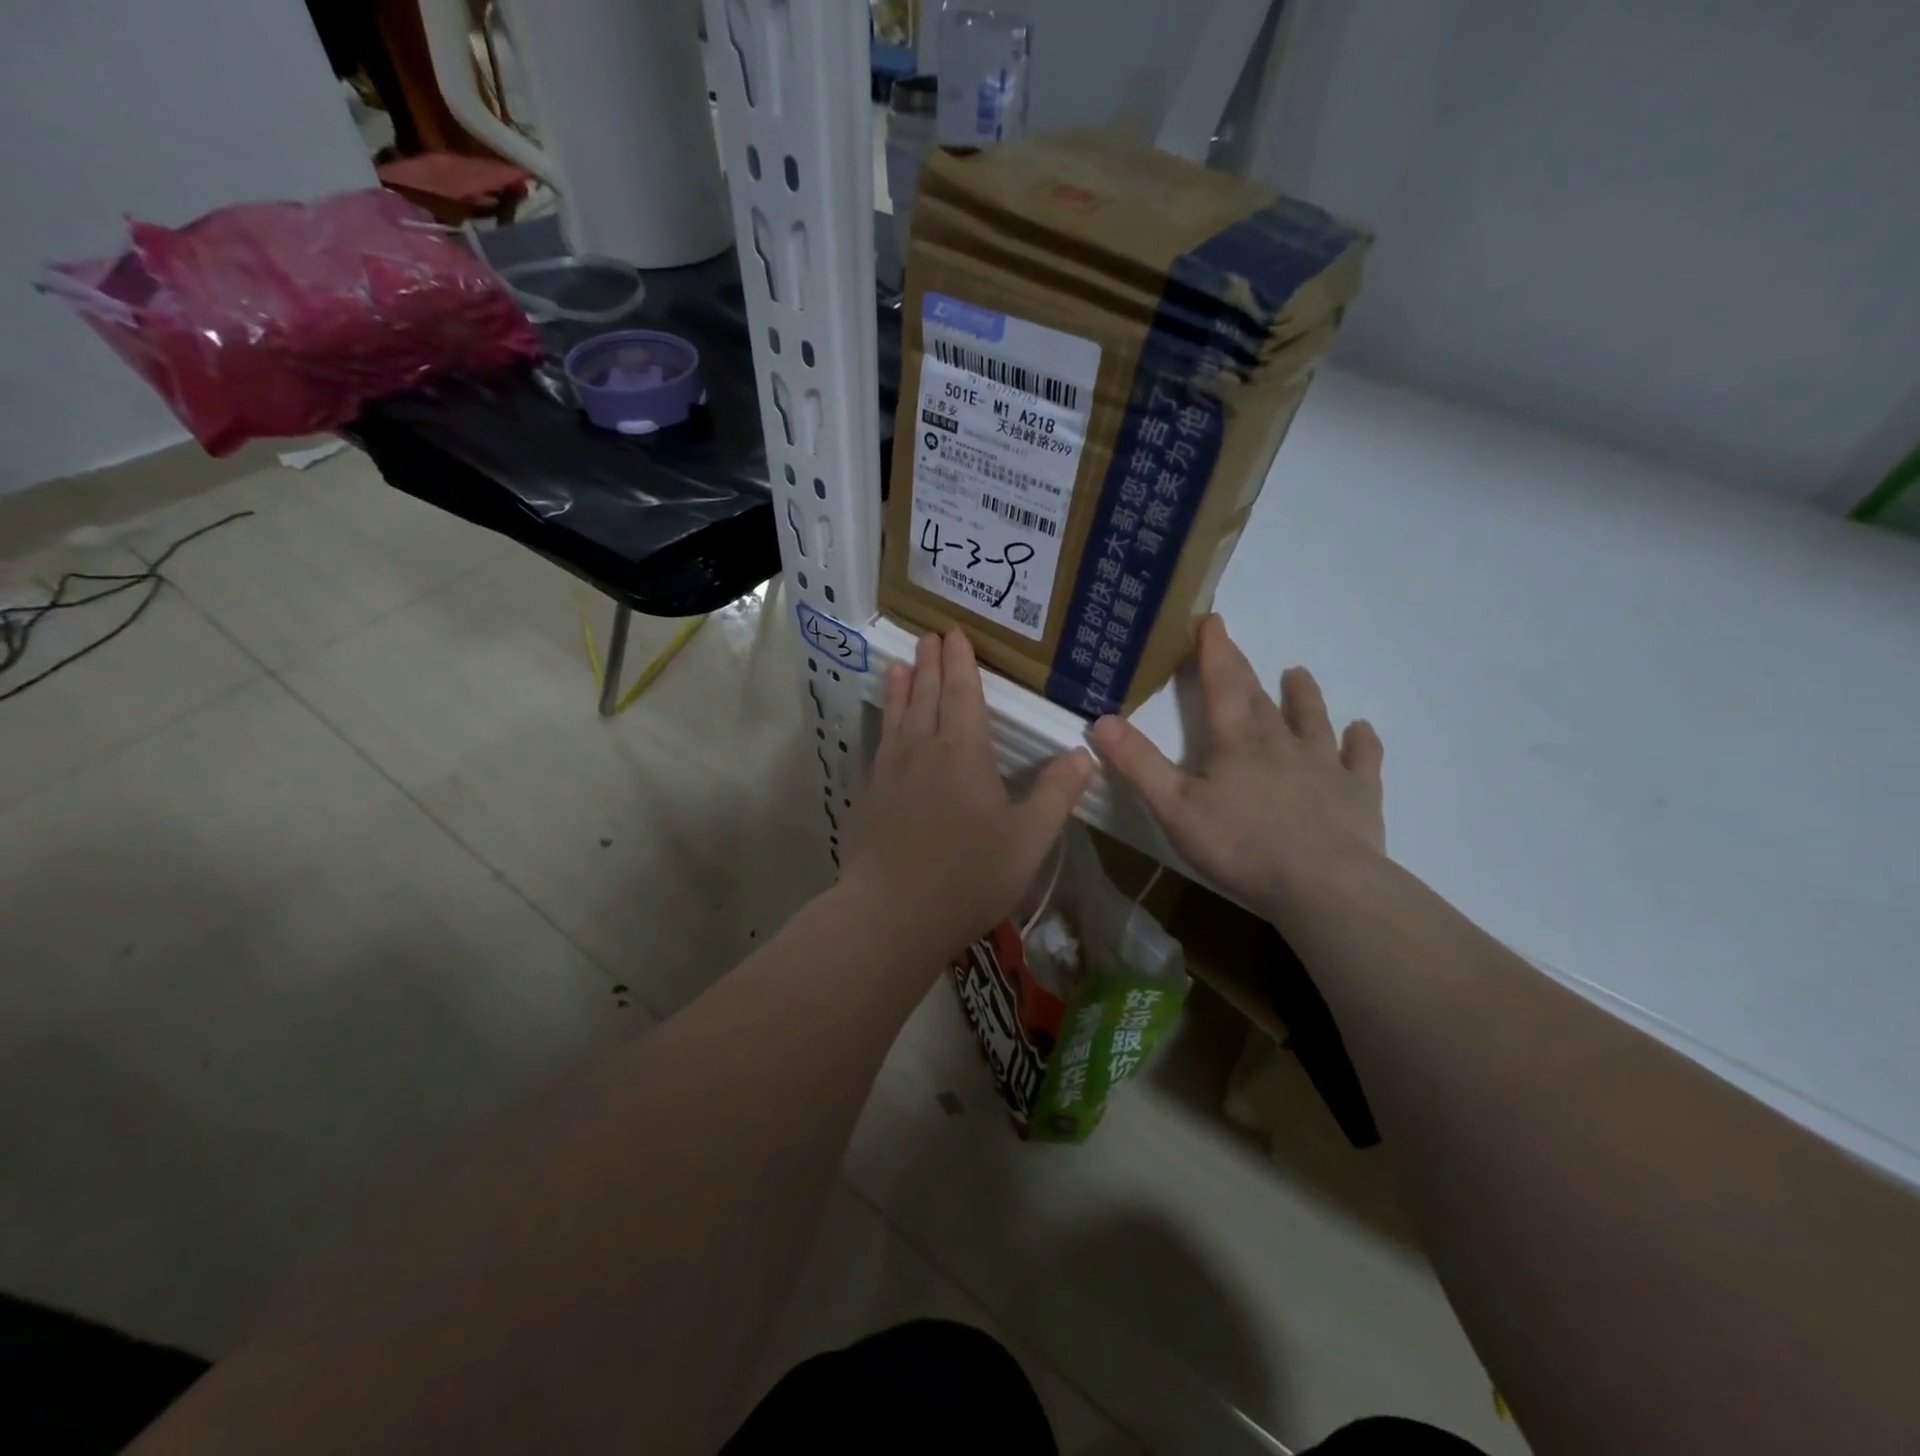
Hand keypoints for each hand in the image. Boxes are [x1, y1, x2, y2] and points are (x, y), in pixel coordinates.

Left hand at [843, 630, 1094, 960]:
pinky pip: (879, 745)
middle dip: (932, 663)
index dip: (961, 662)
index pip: (963, 694)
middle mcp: (922, 750)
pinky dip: (884, 724)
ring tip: (901, 664)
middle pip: (927, 695)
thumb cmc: (968, 876)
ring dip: (902, 687)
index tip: (955, 633)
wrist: (891, 914)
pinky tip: (885, 729)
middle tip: (930, 635)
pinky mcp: (868, 796)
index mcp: (963, 753)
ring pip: (897, 716)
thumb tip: (1085, 753)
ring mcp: (889, 772)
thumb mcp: (1028, 839)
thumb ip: (1056, 793)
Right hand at [1089, 615, 1384, 921]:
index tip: (1212, 620)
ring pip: (1313, 720)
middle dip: (1244, 670)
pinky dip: (1361, 742)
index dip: (1214, 651)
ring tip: (1299, 674)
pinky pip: (1361, 759)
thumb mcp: (1173, 807)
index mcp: (1236, 741)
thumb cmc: (1240, 845)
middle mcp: (1282, 742)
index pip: (1221, 684)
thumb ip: (1137, 763)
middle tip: (1236, 645)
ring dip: (1304, 696)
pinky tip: (1362, 731)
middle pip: (1260, 698)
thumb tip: (1102, 720)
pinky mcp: (1357, 793)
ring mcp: (1325, 765)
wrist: (1322, 885)